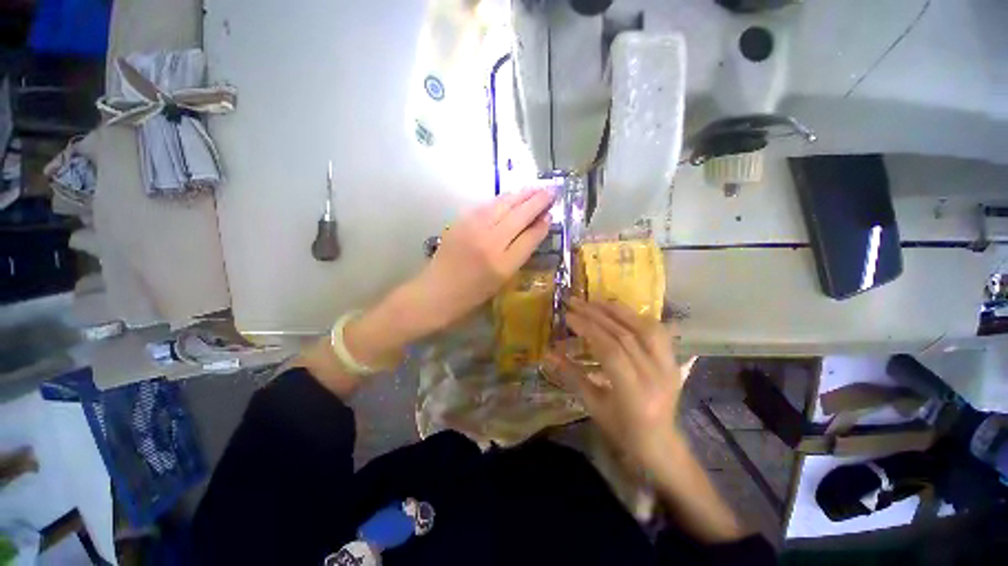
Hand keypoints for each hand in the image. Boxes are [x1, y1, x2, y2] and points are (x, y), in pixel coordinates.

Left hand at [411, 188, 553, 331]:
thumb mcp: (502, 280)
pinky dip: (502, 199)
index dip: (542, 224)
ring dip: (521, 194)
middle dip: (537, 200)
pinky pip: (487, 205)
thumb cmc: (472, 293)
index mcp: (503, 264)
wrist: (436, 291)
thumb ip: (520, 253)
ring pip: (503, 204)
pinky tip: (511, 196)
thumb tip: (536, 228)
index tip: (552, 213)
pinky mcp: (461, 221)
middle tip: (551, 190)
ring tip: (536, 188)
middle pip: (518, 215)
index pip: (529, 237)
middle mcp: (490, 242)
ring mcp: (473, 229)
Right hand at [545, 298, 691, 468]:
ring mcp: (668, 366)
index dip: (588, 329)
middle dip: (596, 315)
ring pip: (644, 328)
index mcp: (634, 393)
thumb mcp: (593, 405)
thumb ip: (572, 375)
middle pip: (624, 335)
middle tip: (576, 302)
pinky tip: (620, 311)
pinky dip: (636, 317)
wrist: (661, 444)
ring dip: (617, 311)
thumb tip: (550, 353)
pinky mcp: (673, 361)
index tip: (569, 316)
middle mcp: (655, 375)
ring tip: (595, 301)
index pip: (610, 350)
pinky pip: (657, 331)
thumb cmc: (622, 430)